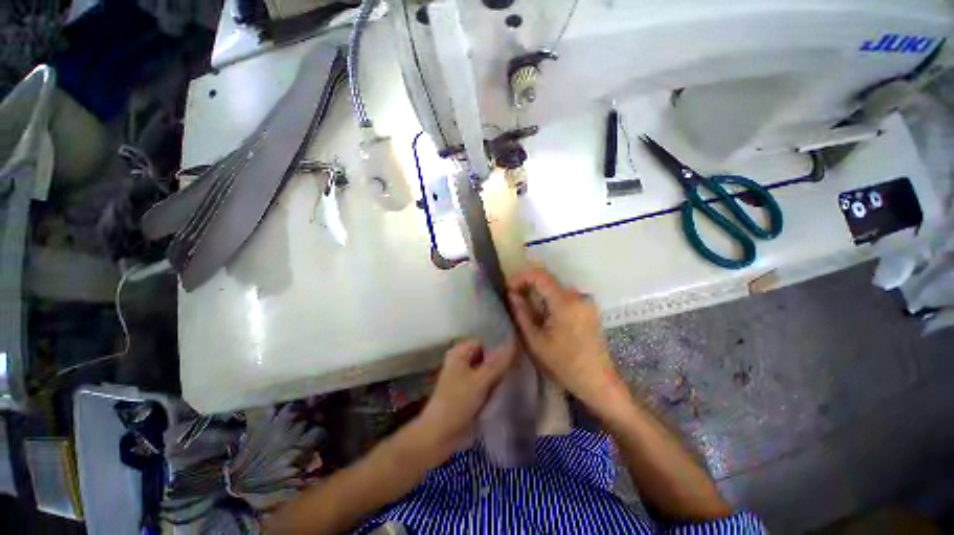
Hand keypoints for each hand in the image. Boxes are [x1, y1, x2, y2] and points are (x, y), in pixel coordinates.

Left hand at [415, 339, 515, 460]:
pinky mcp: (467, 391)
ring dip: (497, 374)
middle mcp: (461, 361)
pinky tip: (503, 389)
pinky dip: (492, 384)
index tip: (515, 355)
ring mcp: (464, 376)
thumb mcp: (480, 381)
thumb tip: (513, 342)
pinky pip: (484, 382)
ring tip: (511, 379)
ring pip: (486, 369)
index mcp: (459, 352)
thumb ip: (498, 363)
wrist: (440, 435)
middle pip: (485, 355)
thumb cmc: (457, 403)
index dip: (498, 347)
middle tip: (516, 369)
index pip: (484, 341)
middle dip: (499, 362)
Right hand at [508, 267, 622, 408]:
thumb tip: (511, 294)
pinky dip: (550, 298)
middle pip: (548, 279)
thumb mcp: (536, 340)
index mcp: (565, 303)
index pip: (540, 275)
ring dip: (538, 291)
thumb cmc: (564, 364)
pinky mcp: (588, 307)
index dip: (521, 277)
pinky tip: (542, 312)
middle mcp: (578, 296)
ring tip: (524, 304)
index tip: (508, 287)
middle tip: (513, 296)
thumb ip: (521, 313)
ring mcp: (585, 301)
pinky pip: (564, 294)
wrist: (597, 380)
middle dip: (528, 283)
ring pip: (555, 286)